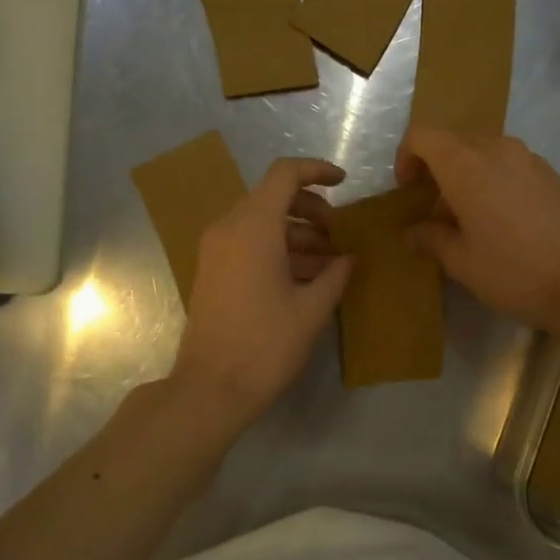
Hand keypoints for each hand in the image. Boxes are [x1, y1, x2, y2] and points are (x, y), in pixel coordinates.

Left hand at [172, 158, 353, 429]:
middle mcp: (229, 228)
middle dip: (312, 210)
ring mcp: (216, 250)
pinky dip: (278, 249)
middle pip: (273, 197)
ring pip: (262, 222)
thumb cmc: (265, 346)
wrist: (210, 388)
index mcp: (254, 227)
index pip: (285, 174)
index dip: (317, 171)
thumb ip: (335, 275)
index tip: (344, 184)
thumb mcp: (311, 310)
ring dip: (298, 233)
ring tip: (330, 263)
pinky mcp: (212, 271)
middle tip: (339, 237)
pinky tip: (305, 278)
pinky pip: (248, 243)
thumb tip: (349, 257)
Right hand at [395, 127, 559, 340]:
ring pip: (483, 153)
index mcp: (467, 164)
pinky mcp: (552, 175)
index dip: (406, 157)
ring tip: (467, 222)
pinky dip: (492, 183)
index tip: (407, 192)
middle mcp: (497, 149)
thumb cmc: (517, 271)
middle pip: (453, 142)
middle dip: (435, 170)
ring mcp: (529, 159)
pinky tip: (501, 225)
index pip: (422, 135)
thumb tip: (411, 232)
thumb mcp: (463, 262)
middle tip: (433, 212)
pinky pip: (509, 166)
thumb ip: (431, 240)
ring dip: (465, 177)